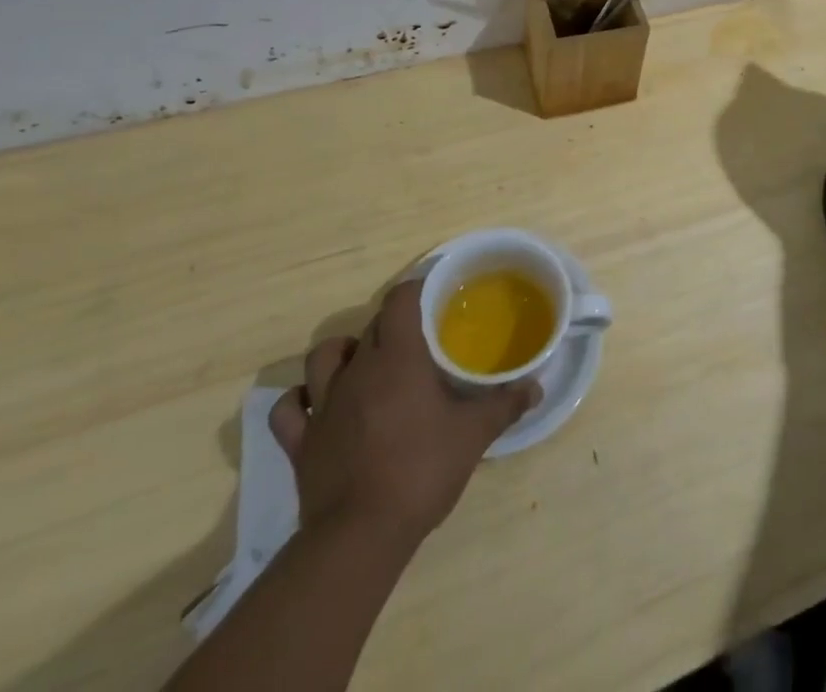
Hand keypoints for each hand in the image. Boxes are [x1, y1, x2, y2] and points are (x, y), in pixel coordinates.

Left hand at [269, 278, 541, 547]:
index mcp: (399, 357)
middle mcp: (358, 370)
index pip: (401, 300)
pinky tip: (317, 405)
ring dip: (344, 352)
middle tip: (418, 339)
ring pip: (324, 356)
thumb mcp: (474, 435)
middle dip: (393, 324)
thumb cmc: (422, 470)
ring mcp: (324, 405)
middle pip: (372, 326)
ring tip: (365, 363)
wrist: (360, 536)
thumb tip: (536, 387)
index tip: (435, 294)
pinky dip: (300, 400)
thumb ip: (505, 405)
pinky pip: (288, 409)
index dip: (416, 289)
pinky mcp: (301, 442)